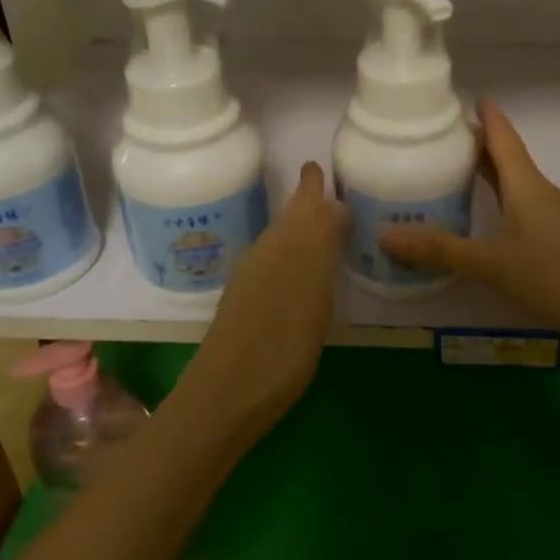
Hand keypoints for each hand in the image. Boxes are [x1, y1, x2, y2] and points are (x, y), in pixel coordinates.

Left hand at [174, 161, 345, 438]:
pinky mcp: (245, 303)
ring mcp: (252, 279)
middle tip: (324, 190)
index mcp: (287, 246)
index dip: (311, 185)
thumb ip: (322, 247)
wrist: (227, 393)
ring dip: (298, 226)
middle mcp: (266, 253)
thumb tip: (332, 207)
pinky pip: (273, 261)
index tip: (318, 166)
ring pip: (279, 238)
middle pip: (288, 218)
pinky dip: (290, 253)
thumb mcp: (315, 293)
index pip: (303, 203)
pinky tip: (300, 269)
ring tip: (321, 225)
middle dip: (305, 201)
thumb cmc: (283, 346)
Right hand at [379, 99, 559, 350]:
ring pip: (513, 184)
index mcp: (525, 184)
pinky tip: (481, 221)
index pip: (502, 137)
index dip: (484, 115)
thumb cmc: (557, 274)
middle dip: (475, 145)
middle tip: (437, 139)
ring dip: (485, 175)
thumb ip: (441, 250)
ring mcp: (550, 217)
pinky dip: (496, 203)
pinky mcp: (555, 240)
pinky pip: (518, 208)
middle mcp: (539, 193)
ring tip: (449, 174)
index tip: (461, 97)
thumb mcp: (493, 262)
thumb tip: (385, 235)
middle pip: (505, 158)